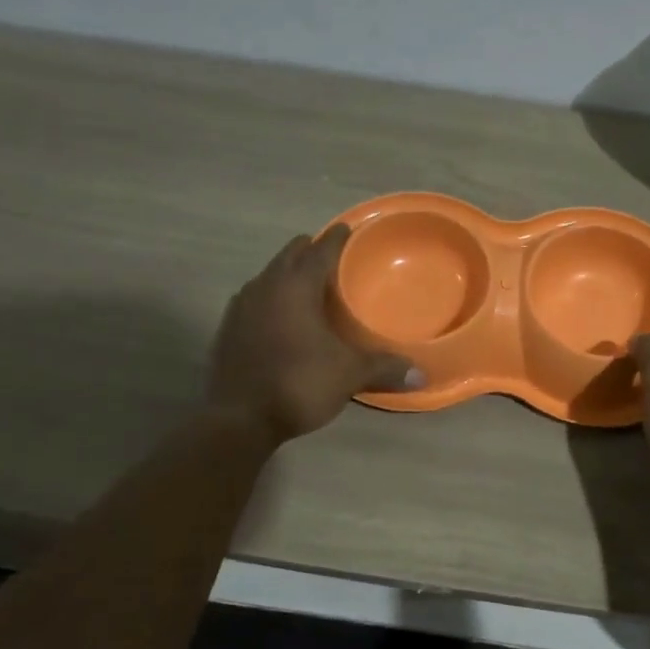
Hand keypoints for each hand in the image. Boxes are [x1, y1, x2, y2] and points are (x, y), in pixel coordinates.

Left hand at [209, 224, 420, 442]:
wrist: (238, 419)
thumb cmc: (298, 383)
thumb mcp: (349, 375)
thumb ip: (384, 367)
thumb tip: (421, 374)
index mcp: (296, 286)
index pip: (320, 249)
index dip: (337, 238)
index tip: (349, 229)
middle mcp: (265, 286)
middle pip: (291, 255)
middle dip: (311, 250)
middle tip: (332, 258)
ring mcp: (241, 306)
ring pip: (269, 276)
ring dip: (288, 274)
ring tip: (309, 286)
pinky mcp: (228, 328)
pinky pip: (255, 299)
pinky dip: (271, 298)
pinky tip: (282, 318)